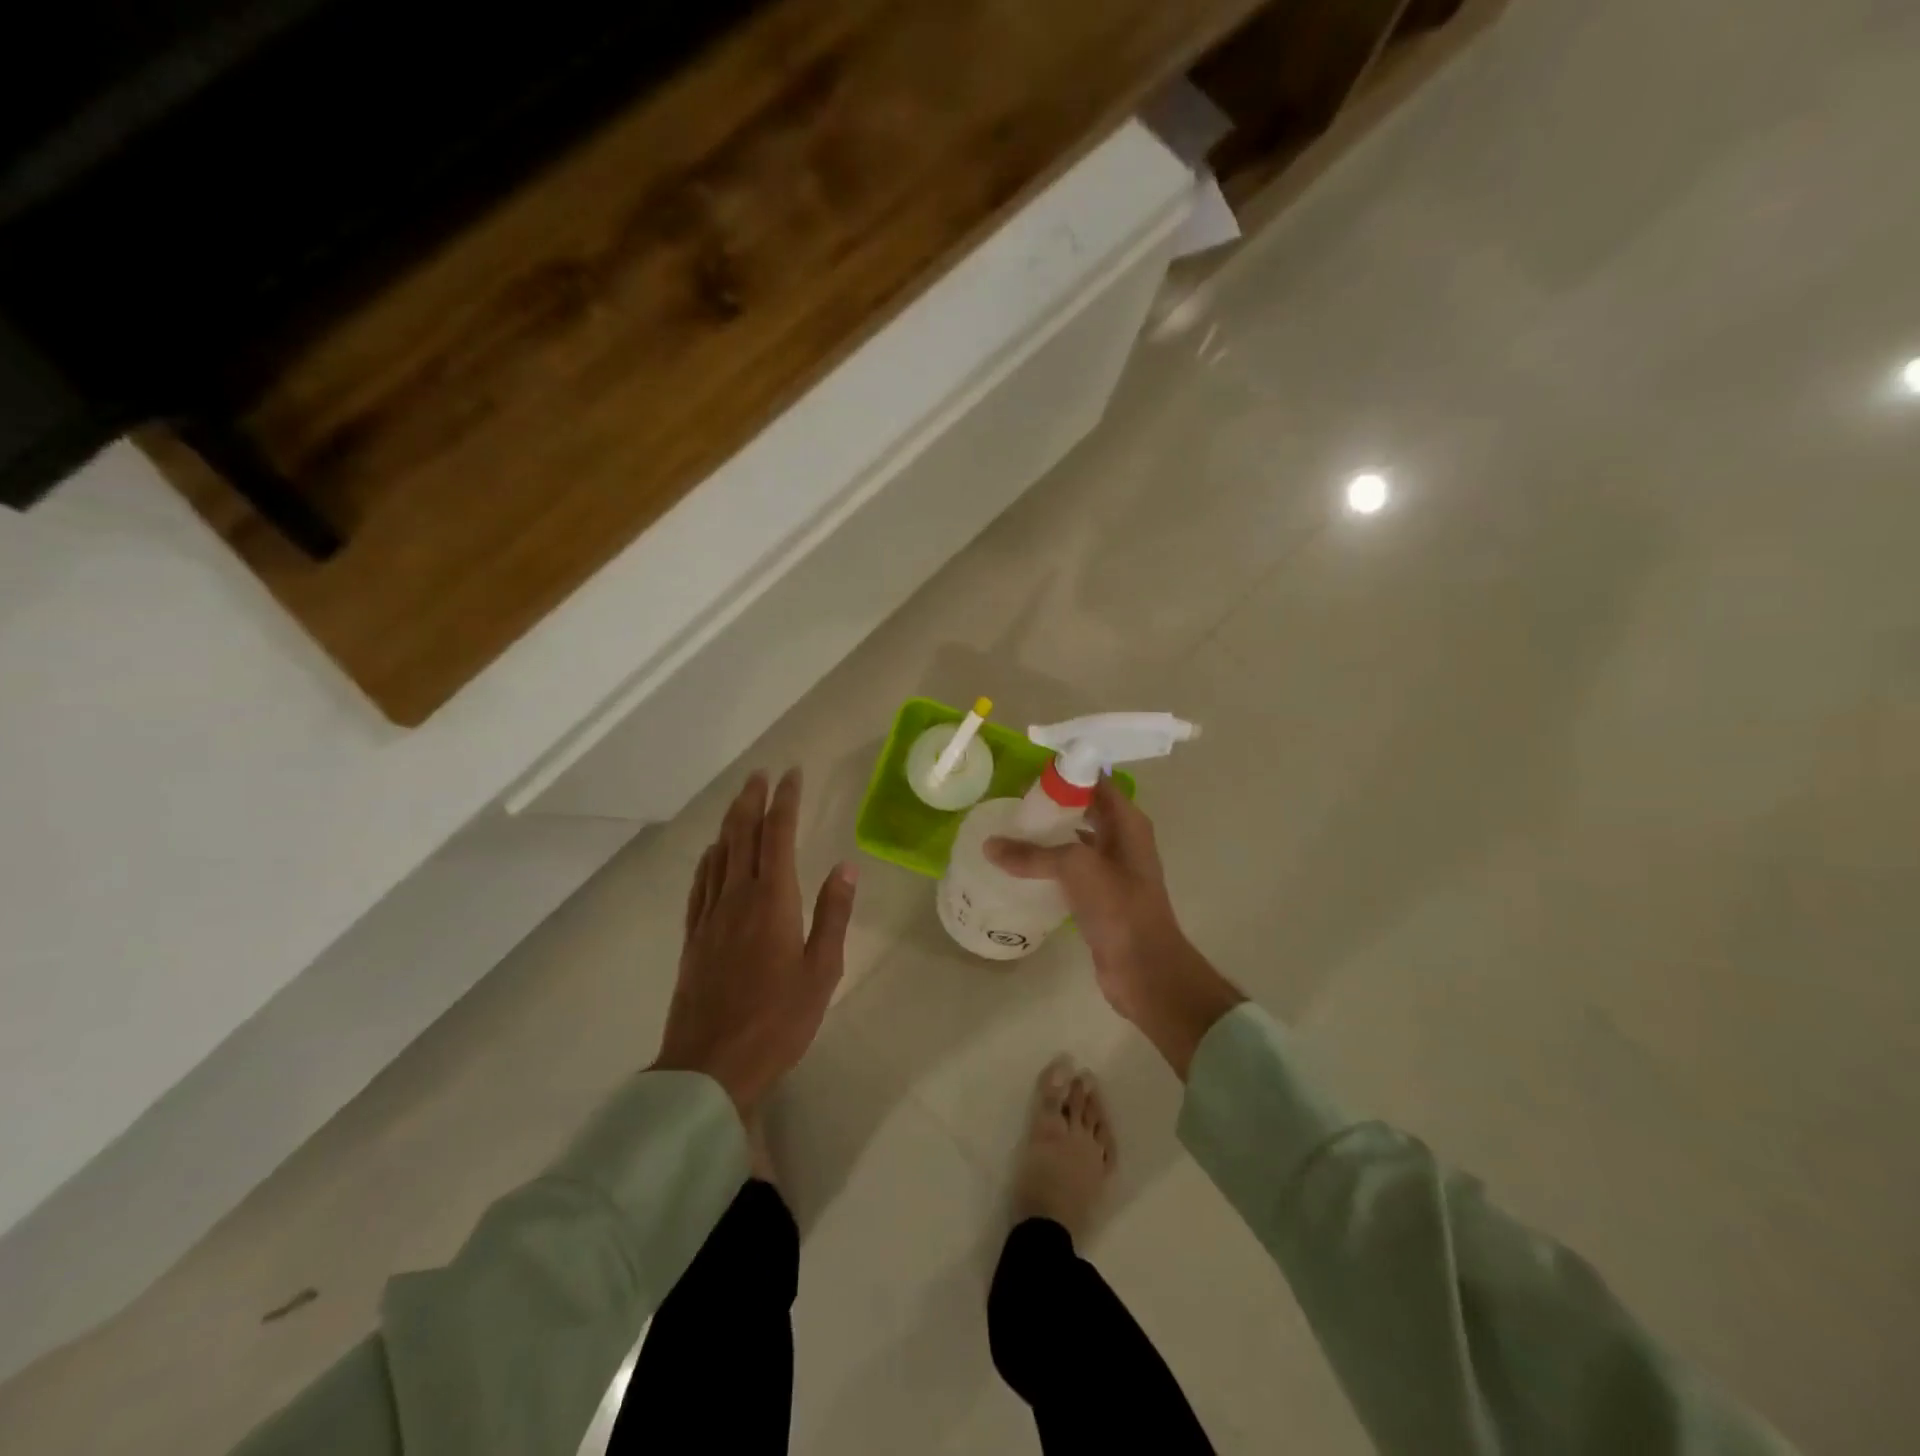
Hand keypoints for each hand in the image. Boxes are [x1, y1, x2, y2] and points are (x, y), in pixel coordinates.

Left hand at [653, 769, 857, 1115]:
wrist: (711, 1065)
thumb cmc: (779, 1019)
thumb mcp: (822, 970)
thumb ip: (833, 914)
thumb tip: (846, 866)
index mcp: (773, 900)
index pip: (778, 835)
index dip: (785, 801)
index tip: (792, 775)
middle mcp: (738, 897)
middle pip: (743, 835)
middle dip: (752, 800)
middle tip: (761, 774)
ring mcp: (710, 916)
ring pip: (719, 854)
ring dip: (730, 822)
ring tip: (740, 800)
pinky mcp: (693, 937)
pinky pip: (700, 884)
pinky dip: (708, 859)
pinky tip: (712, 853)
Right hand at [986, 779, 1242, 1078]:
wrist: (1145, 969)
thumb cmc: (1118, 907)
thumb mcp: (1076, 868)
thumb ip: (1032, 854)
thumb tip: (990, 846)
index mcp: (1127, 823)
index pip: (1096, 782)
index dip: (1066, 773)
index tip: (1027, 773)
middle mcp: (1122, 840)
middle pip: (1083, 810)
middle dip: (1051, 804)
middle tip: (1012, 802)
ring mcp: (1112, 871)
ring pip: (1075, 841)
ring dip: (1048, 836)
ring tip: (1010, 831)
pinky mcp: (1099, 898)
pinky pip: (1069, 871)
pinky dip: (1048, 866)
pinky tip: (1021, 869)